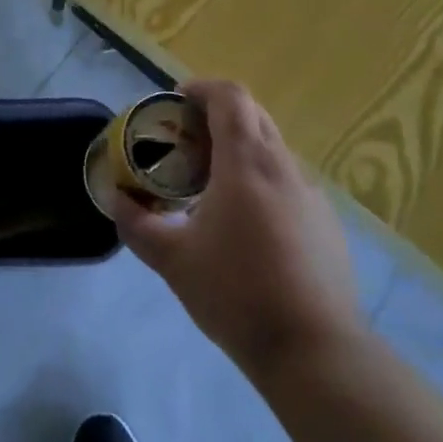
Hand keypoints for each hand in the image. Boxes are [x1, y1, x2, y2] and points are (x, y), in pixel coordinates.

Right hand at [113, 79, 363, 380]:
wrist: (315, 352)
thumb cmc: (238, 293)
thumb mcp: (174, 260)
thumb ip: (138, 225)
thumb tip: (116, 201)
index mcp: (247, 162)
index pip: (229, 96)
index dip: (201, 88)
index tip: (176, 101)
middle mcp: (283, 166)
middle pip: (252, 116)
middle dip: (217, 117)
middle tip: (186, 144)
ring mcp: (310, 195)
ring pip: (272, 152)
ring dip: (239, 153)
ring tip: (211, 189)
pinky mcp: (326, 225)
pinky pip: (288, 185)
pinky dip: (261, 184)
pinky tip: (247, 230)